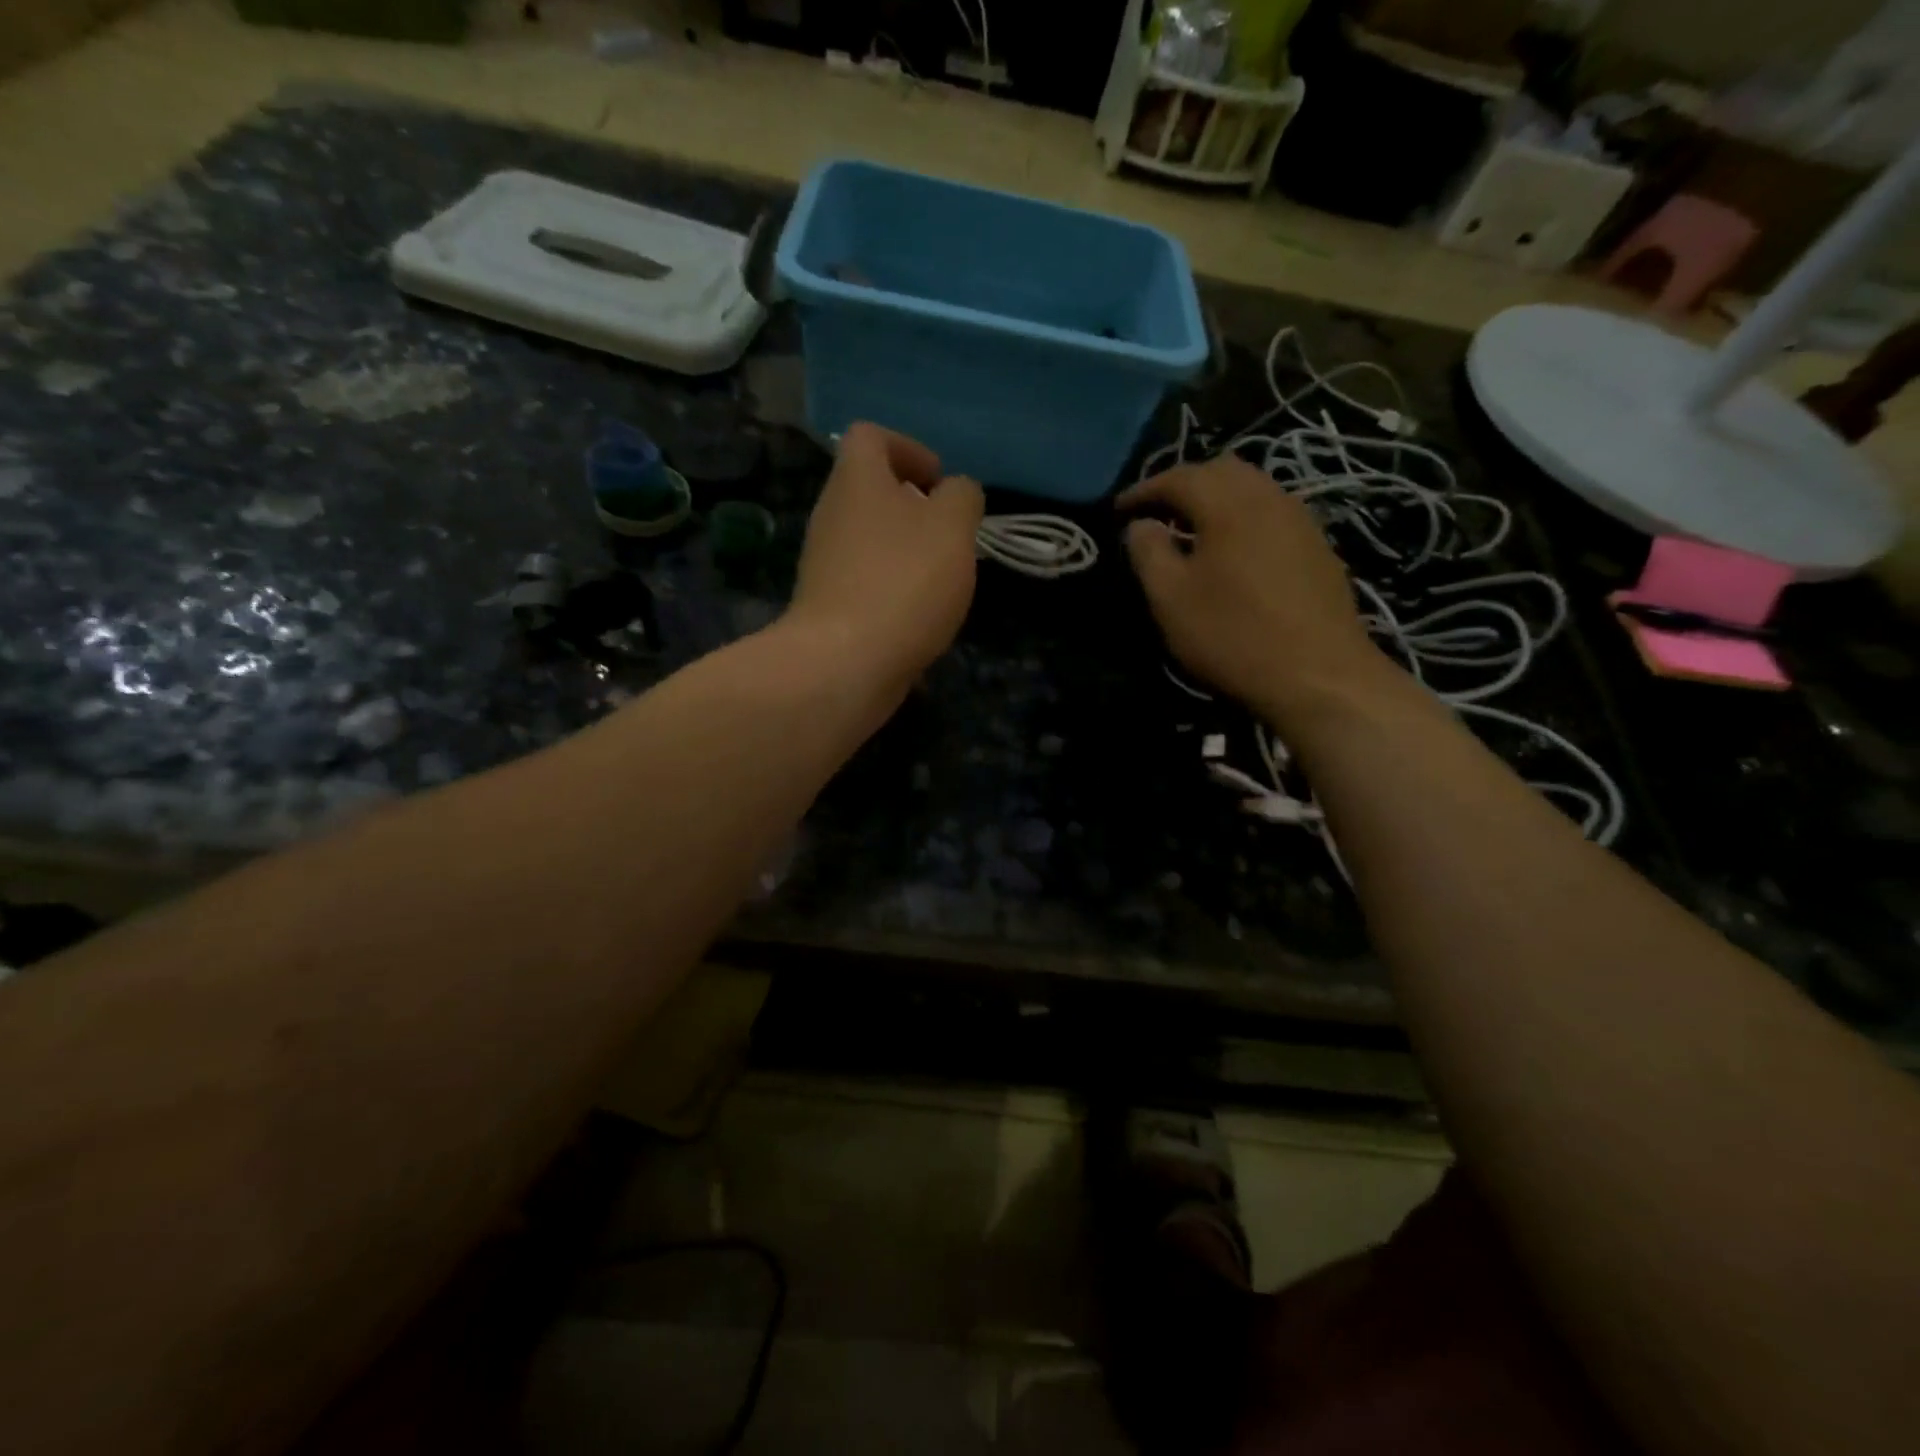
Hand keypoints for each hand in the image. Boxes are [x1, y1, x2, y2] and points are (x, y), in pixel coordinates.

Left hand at [788, 422, 983, 691]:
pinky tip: (918, 616)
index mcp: (856, 480)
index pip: (870, 436)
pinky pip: (865, 580)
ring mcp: (824, 562)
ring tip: (941, 581)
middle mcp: (831, 514)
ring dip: (907, 552)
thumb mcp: (953, 528)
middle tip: (949, 537)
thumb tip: (956, 493)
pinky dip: (893, 588)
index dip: (909, 449)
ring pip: (870, 539)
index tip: (939, 484)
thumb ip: (962, 498)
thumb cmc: (903, 582)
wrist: (845, 663)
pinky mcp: (827, 605)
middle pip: (871, 491)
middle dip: (915, 509)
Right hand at [1120, 457, 1383, 721]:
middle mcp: (1269, 498)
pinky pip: (1271, 513)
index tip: (1118, 510)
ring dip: (1216, 499)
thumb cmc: (1233, 635)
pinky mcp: (1318, 547)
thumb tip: (1140, 524)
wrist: (1319, 675)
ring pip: (1252, 488)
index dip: (1144, 489)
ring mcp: (1300, 521)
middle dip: (1184, 484)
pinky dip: (1242, 518)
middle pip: (1222, 470)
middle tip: (1157, 513)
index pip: (1179, 477)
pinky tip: (1232, 552)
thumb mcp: (1170, 599)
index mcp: (1228, 504)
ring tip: (1191, 531)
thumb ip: (1148, 553)